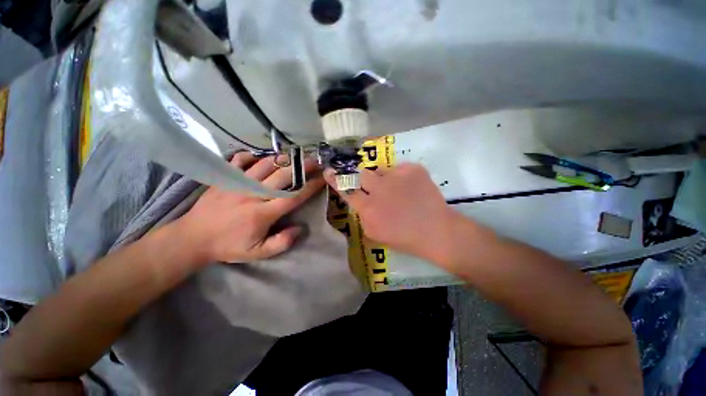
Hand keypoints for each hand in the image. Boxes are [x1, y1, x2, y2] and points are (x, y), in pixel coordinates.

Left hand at [174, 152, 324, 264]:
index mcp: (263, 213)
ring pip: (265, 165)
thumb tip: (299, 229)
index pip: (293, 197)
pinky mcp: (225, 178)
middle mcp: (253, 194)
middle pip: (282, 176)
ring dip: (282, 158)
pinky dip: (251, 155)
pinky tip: (260, 156)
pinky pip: (239, 160)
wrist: (192, 238)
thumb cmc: (228, 246)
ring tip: (295, 155)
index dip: (310, 186)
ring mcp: (237, 183)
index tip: (322, 178)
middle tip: (315, 161)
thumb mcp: (257, 253)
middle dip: (302, 167)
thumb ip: (281, 243)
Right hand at [324, 164, 458, 263]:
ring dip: (385, 179)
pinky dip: (402, 177)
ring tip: (397, 190)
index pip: (346, 190)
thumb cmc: (404, 238)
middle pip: (361, 173)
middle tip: (373, 184)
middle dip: (363, 177)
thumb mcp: (375, 233)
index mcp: (369, 207)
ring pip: (381, 170)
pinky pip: (400, 168)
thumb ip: (363, 215)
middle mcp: (379, 189)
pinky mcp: (413, 170)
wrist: (436, 231)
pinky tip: (411, 188)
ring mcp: (397, 176)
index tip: (329, 171)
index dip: (336, 180)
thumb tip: (361, 201)